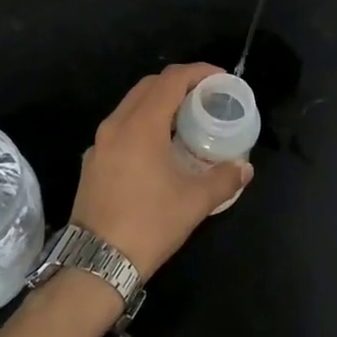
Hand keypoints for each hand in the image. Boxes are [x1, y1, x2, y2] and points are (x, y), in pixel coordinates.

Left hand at [71, 63, 252, 279]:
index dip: (198, 72)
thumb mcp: (194, 203)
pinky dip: (143, 123)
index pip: (171, 80)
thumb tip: (244, 168)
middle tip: (206, 95)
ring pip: (131, 105)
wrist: (96, 264)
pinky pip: (121, 127)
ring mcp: (100, 143)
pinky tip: (159, 147)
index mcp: (141, 126)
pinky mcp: (92, 162)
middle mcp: (116, 125)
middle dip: (179, 83)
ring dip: (159, 102)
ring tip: (186, 119)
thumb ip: (223, 179)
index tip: (220, 78)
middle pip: (149, 86)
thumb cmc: (149, 225)